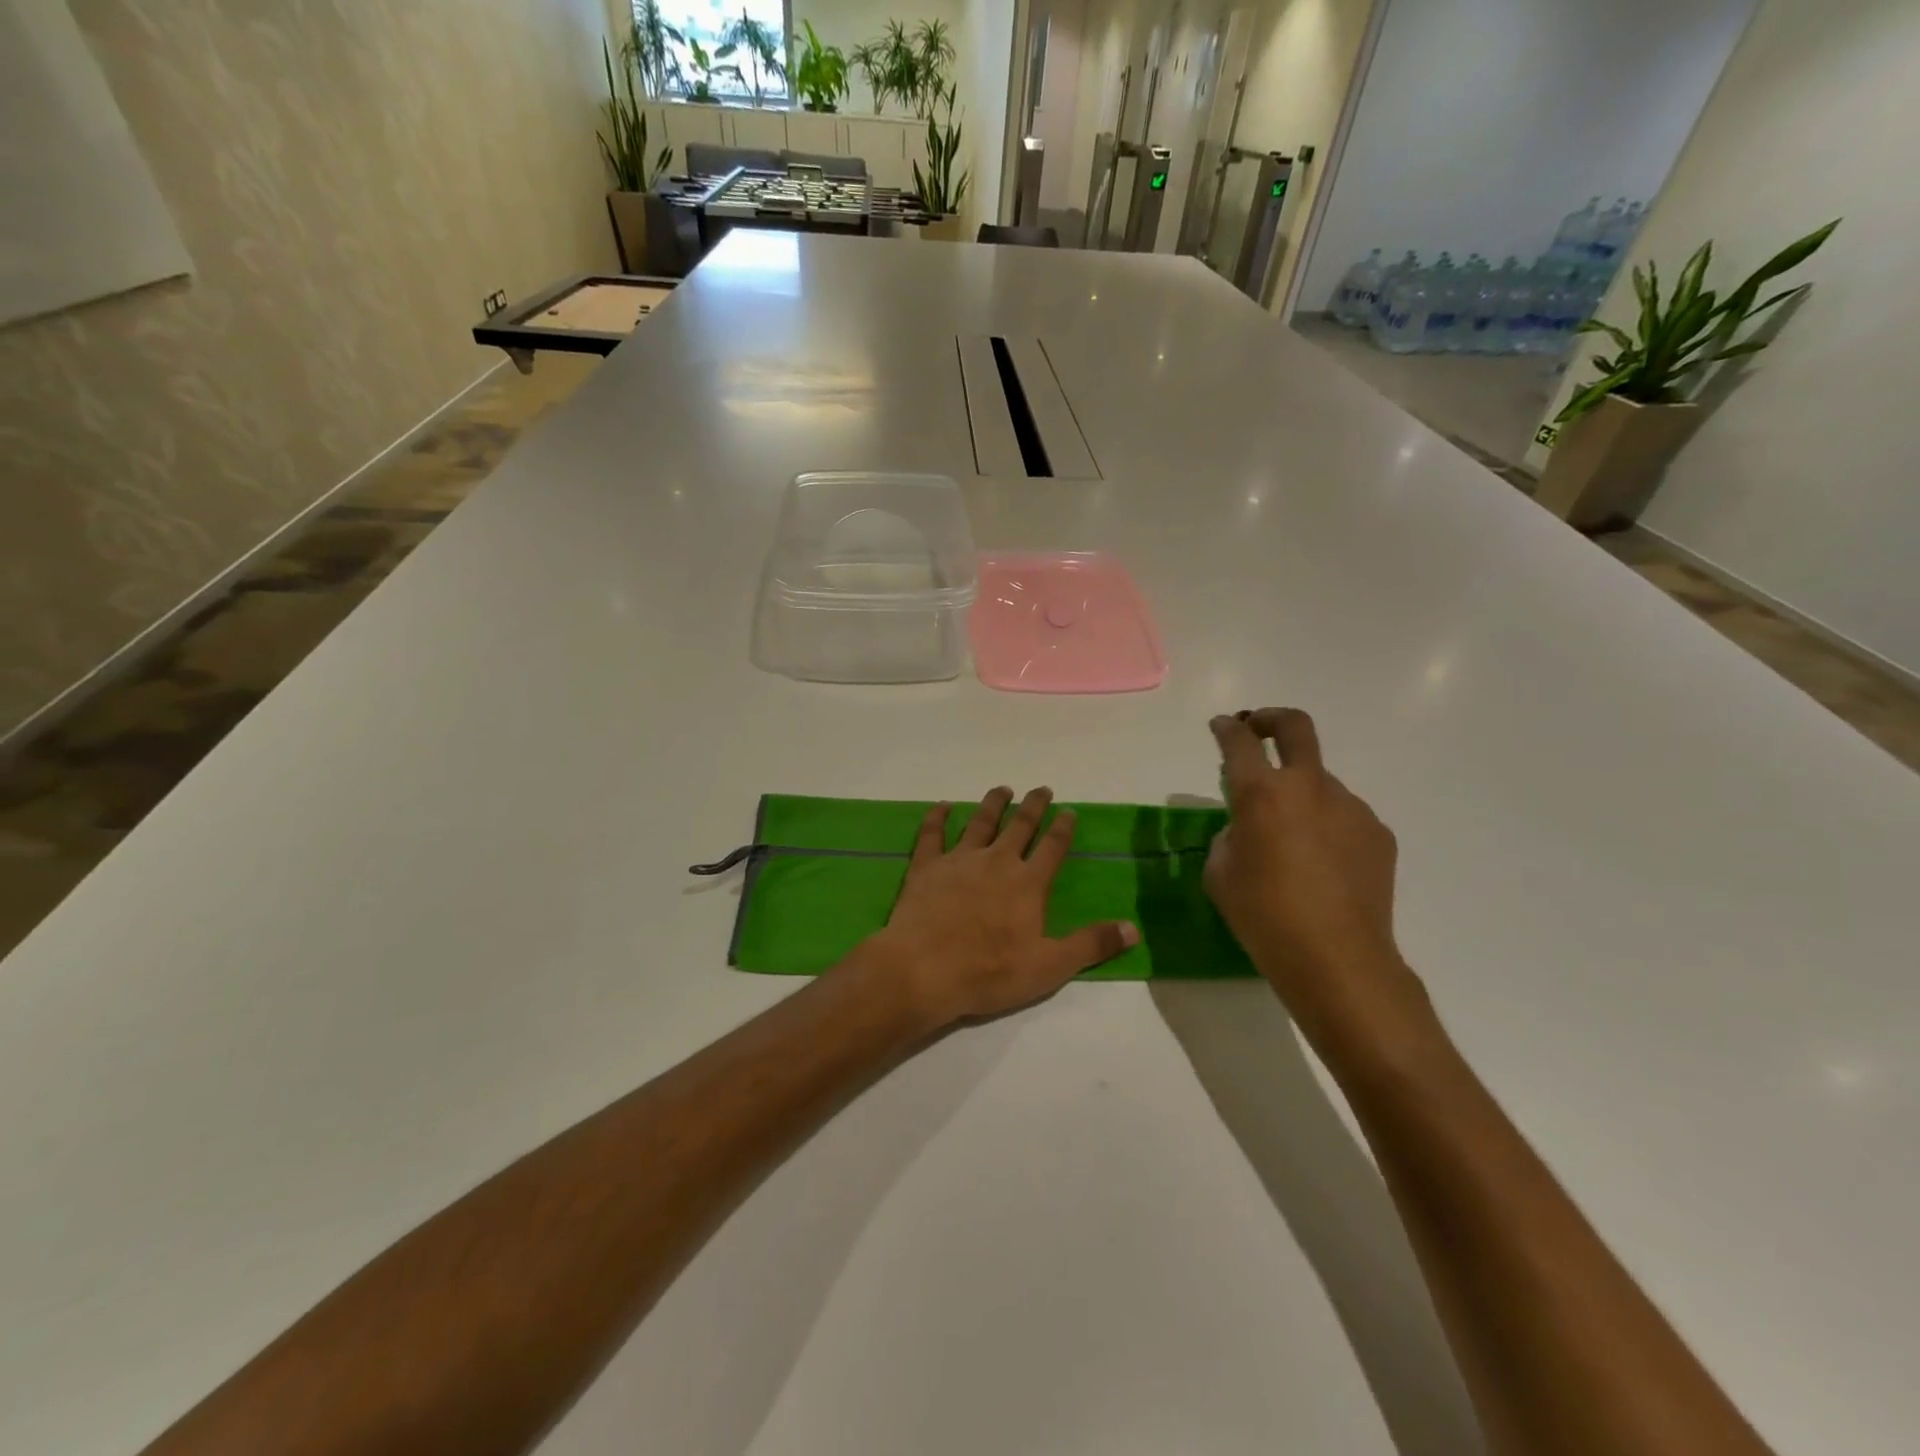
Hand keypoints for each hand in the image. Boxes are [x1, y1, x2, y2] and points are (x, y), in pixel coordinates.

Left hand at [862, 787, 1137, 1027]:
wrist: (924, 969)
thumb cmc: (990, 971)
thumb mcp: (1050, 966)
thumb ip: (1092, 944)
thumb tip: (1134, 928)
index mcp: (1028, 883)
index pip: (1052, 848)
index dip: (1063, 828)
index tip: (1069, 810)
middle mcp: (996, 861)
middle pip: (1019, 826)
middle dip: (1033, 806)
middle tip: (1041, 789)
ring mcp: (959, 860)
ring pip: (980, 822)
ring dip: (993, 804)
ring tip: (1003, 789)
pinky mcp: (926, 866)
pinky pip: (932, 834)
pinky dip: (937, 817)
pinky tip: (942, 805)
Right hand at [1206, 709, 1426, 1044]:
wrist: (1337, 959)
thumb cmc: (1263, 916)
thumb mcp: (1221, 873)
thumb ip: (1230, 835)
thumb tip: (1249, 827)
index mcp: (1262, 794)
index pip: (1239, 742)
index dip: (1227, 729)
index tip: (1221, 726)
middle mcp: (1309, 787)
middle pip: (1295, 727)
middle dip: (1270, 718)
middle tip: (1256, 728)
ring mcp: (1350, 807)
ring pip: (1319, 781)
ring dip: (1299, 792)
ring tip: (1290, 837)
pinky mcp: (1377, 832)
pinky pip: (1343, 815)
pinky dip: (1325, 824)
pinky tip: (1320, 864)